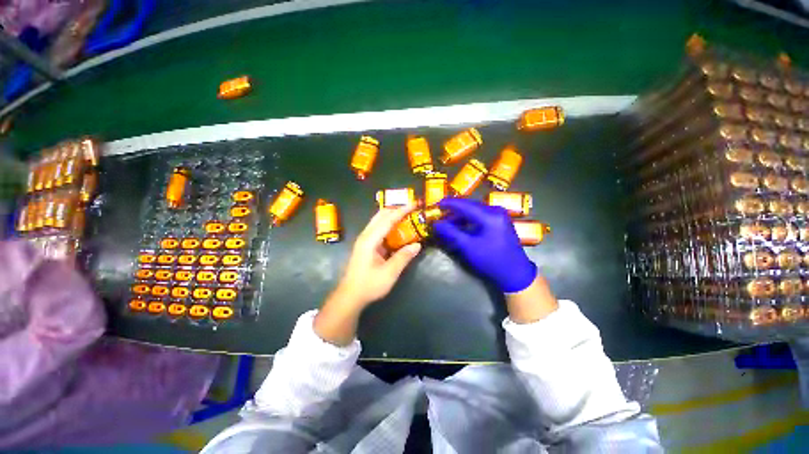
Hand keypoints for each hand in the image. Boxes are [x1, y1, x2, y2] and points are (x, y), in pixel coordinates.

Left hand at [314, 205, 421, 344]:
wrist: (350, 296)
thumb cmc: (369, 285)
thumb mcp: (389, 273)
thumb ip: (403, 257)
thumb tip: (417, 245)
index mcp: (370, 240)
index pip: (388, 220)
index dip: (402, 211)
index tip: (414, 204)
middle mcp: (366, 236)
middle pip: (381, 215)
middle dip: (396, 209)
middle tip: (412, 209)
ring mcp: (365, 240)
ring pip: (379, 221)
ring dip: (392, 217)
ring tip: (408, 217)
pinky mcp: (366, 245)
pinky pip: (379, 230)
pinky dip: (389, 226)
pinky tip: (399, 231)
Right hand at [434, 198, 536, 292]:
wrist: (515, 273)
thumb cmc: (491, 260)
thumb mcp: (468, 247)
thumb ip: (451, 233)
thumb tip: (436, 223)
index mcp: (489, 215)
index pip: (465, 204)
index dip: (449, 203)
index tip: (436, 203)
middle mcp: (496, 211)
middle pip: (470, 206)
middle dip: (454, 210)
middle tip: (440, 215)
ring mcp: (499, 216)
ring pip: (475, 211)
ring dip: (461, 216)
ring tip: (448, 223)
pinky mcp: (500, 222)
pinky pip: (480, 216)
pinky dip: (469, 220)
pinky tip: (461, 226)